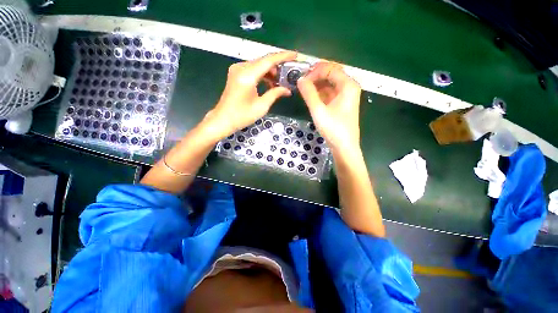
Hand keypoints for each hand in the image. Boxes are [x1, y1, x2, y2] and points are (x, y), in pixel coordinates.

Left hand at [205, 51, 296, 138]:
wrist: (223, 119)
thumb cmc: (242, 116)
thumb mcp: (261, 106)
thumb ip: (275, 94)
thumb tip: (287, 90)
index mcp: (247, 76)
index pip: (268, 61)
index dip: (283, 57)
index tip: (295, 55)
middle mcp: (241, 68)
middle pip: (263, 61)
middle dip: (278, 66)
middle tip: (289, 73)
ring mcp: (237, 69)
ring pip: (258, 65)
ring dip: (270, 71)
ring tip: (280, 82)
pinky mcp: (236, 73)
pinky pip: (253, 69)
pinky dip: (262, 74)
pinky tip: (269, 83)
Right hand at [297, 62, 361, 152]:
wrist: (344, 147)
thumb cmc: (333, 128)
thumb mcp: (318, 110)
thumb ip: (309, 93)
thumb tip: (300, 79)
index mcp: (348, 85)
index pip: (330, 69)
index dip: (315, 72)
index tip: (302, 80)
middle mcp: (349, 88)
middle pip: (331, 75)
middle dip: (315, 76)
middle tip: (301, 82)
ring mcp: (345, 97)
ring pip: (330, 84)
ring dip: (317, 85)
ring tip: (304, 90)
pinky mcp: (341, 105)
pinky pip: (330, 94)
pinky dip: (320, 94)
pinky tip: (311, 97)